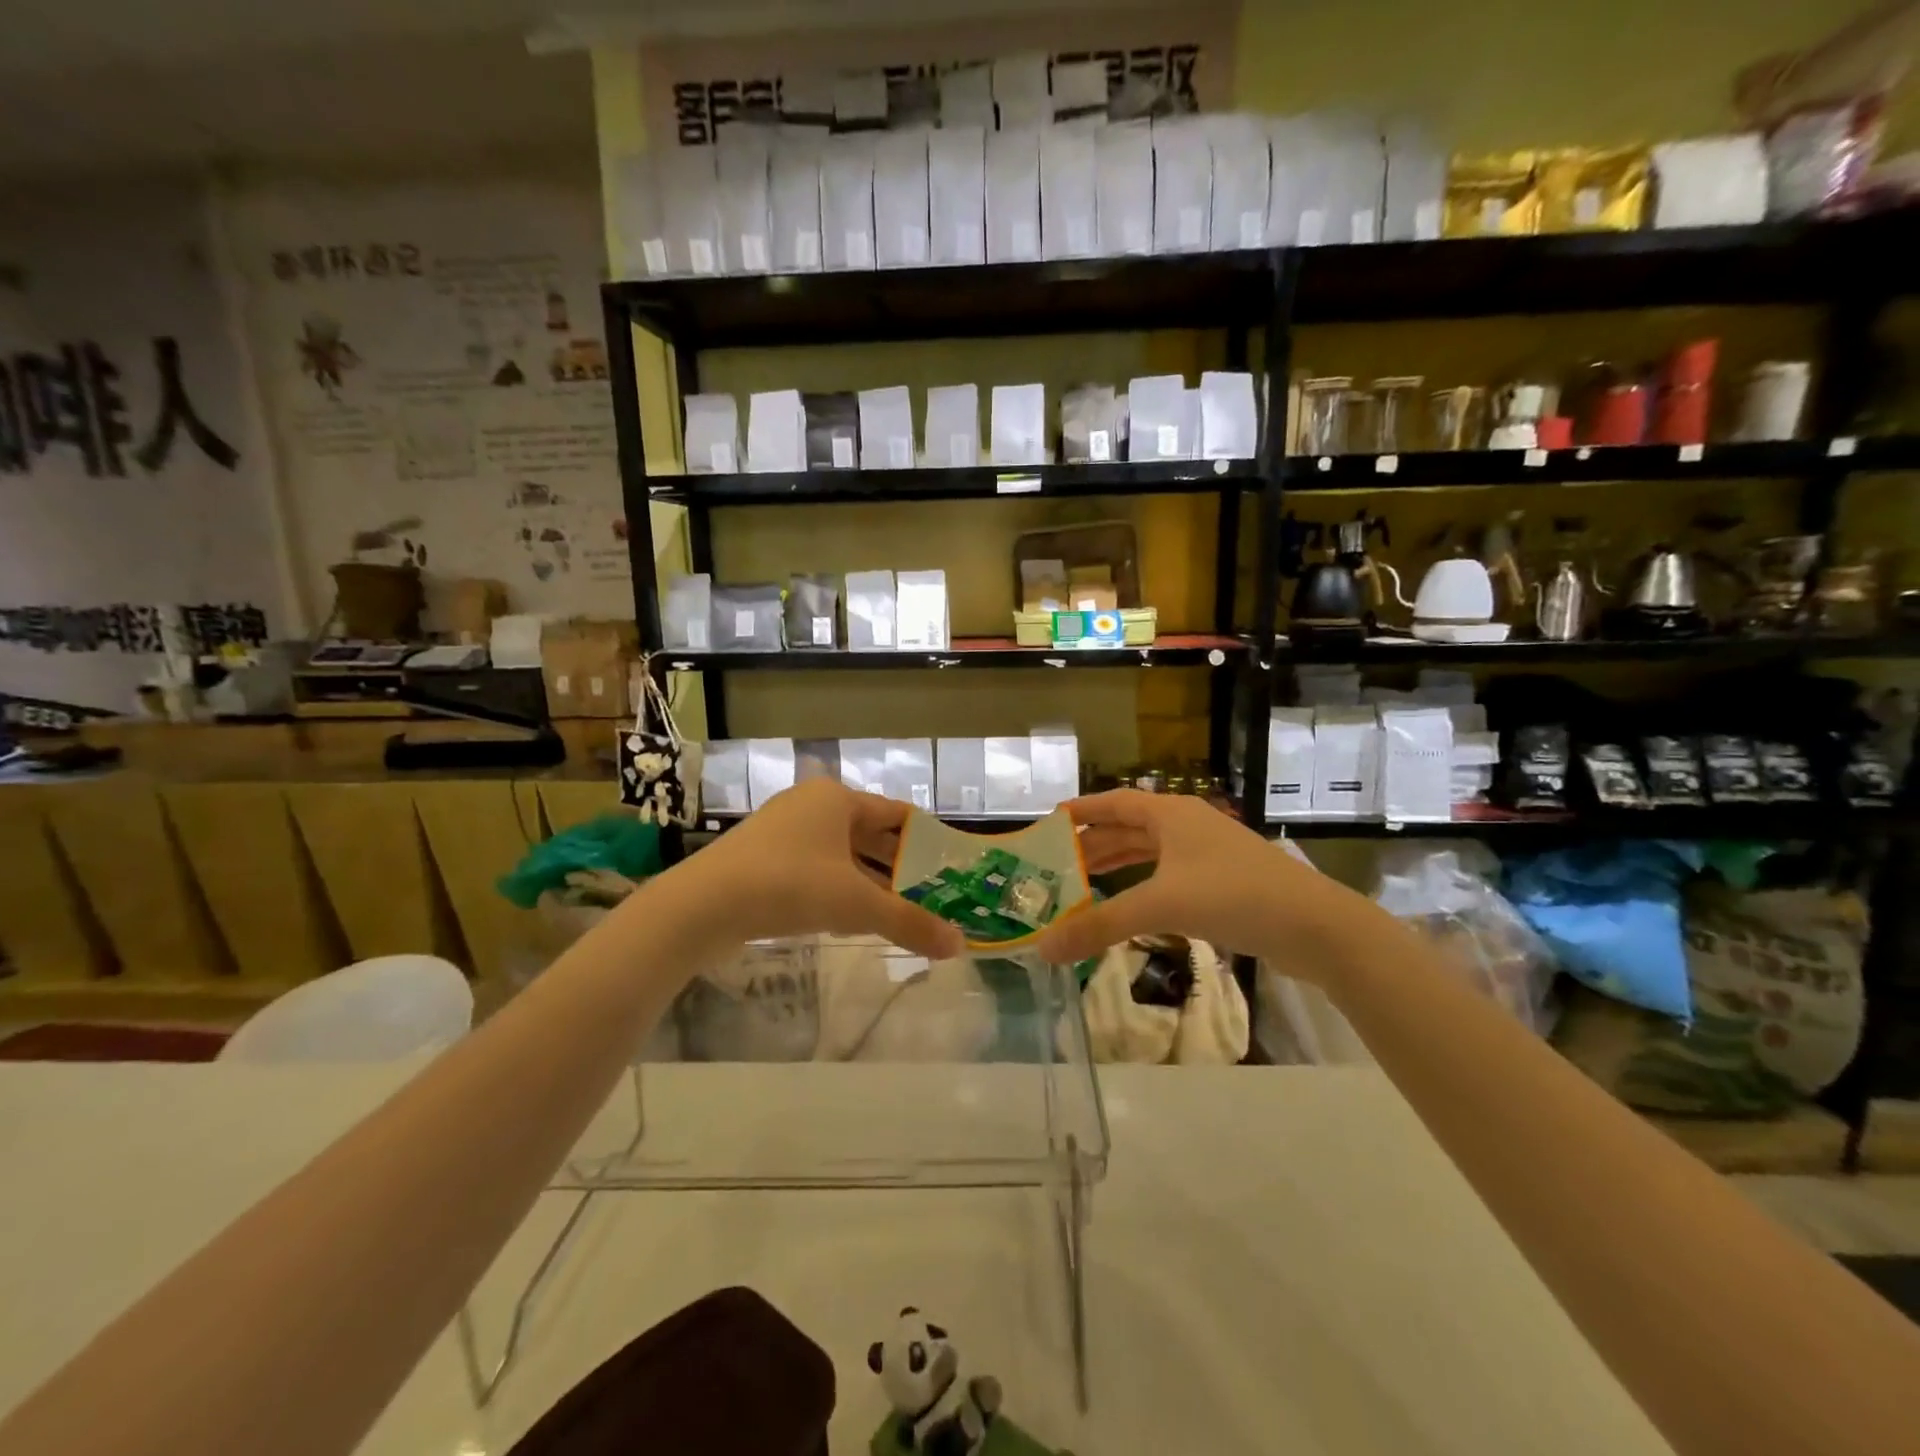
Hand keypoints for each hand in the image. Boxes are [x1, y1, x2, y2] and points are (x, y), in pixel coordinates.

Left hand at [673, 779, 963, 959]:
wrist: (703, 905)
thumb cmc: (790, 885)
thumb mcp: (856, 905)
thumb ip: (909, 922)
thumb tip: (959, 945)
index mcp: (838, 799)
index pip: (896, 814)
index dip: (925, 839)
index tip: (949, 865)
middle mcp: (811, 805)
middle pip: (869, 834)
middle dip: (898, 865)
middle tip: (930, 894)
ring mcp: (782, 830)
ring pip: (840, 853)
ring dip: (868, 880)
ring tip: (896, 910)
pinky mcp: (761, 857)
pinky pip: (814, 867)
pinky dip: (837, 887)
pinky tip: (847, 918)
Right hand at [1034, 790, 1345, 969]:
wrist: (1315, 926)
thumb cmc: (1233, 896)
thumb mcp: (1161, 906)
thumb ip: (1100, 925)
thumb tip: (1043, 948)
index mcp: (1171, 814)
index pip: (1114, 802)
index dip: (1082, 811)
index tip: (1050, 823)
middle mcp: (1187, 826)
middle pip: (1129, 828)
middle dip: (1094, 845)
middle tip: (1057, 865)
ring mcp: (1208, 854)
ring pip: (1150, 853)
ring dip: (1118, 866)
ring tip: (1084, 883)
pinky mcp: (1223, 882)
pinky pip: (1169, 876)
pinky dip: (1143, 885)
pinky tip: (1131, 906)